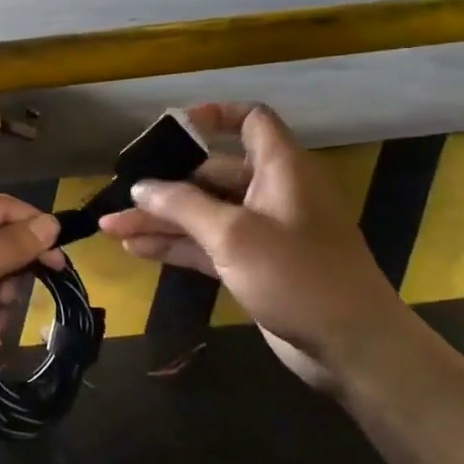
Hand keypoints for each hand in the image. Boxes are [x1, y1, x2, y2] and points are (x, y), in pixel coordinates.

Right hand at [97, 103, 411, 391]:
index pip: (251, 121)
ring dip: (161, 220)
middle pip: (210, 173)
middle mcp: (271, 192)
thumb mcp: (233, 234)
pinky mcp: (253, 264)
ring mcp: (262, 230)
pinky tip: (136, 249)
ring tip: (111, 228)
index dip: (214, 116)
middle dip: (164, 184)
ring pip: (202, 213)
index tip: (172, 128)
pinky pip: (207, 244)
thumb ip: (181, 205)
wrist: (352, 347)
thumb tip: (140, 187)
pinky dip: (176, 245)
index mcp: (281, 168)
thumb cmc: (297, 276)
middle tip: (122, 194)